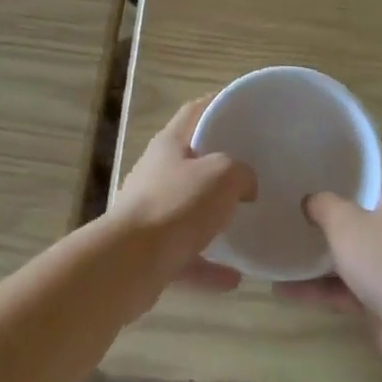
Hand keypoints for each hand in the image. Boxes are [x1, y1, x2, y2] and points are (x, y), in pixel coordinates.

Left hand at [107, 98, 256, 296]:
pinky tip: (235, 277)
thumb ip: (241, 173)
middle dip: (219, 166)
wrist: (129, 265)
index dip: (217, 103)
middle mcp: (156, 173)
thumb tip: (246, 185)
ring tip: (244, 223)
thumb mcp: (222, 175)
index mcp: (169, 144)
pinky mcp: (149, 253)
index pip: (195, 111)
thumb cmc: (176, 205)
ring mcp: (150, 213)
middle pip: (191, 161)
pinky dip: (209, 265)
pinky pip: (186, 255)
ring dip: (214, 219)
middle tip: (252, 169)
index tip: (242, 107)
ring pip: (188, 210)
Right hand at [277, 167, 381, 375]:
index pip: (381, 157)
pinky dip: (322, 287)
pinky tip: (284, 290)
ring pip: (355, 247)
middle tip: (298, 191)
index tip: (327, 146)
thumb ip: (323, 205)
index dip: (356, 150)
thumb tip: (310, 200)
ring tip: (284, 241)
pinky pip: (349, 284)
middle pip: (365, 204)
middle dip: (333, 202)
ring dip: (322, 250)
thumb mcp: (346, 223)